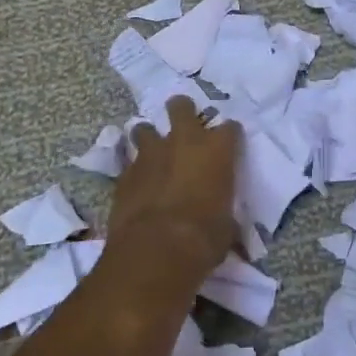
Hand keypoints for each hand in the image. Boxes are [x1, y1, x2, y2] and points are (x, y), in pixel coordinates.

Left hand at [109, 96, 242, 282]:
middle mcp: (184, 142)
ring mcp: (151, 154)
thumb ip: (224, 214)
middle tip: (183, 124)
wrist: (156, 249)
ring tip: (153, 153)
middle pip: (181, 107)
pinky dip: (135, 171)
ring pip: (145, 129)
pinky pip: (130, 163)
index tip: (229, 145)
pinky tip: (137, 185)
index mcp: (217, 150)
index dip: (229, 136)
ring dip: (149, 138)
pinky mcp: (125, 174)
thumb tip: (225, 225)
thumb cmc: (204, 237)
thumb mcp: (226, 227)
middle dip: (181, 110)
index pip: (230, 128)